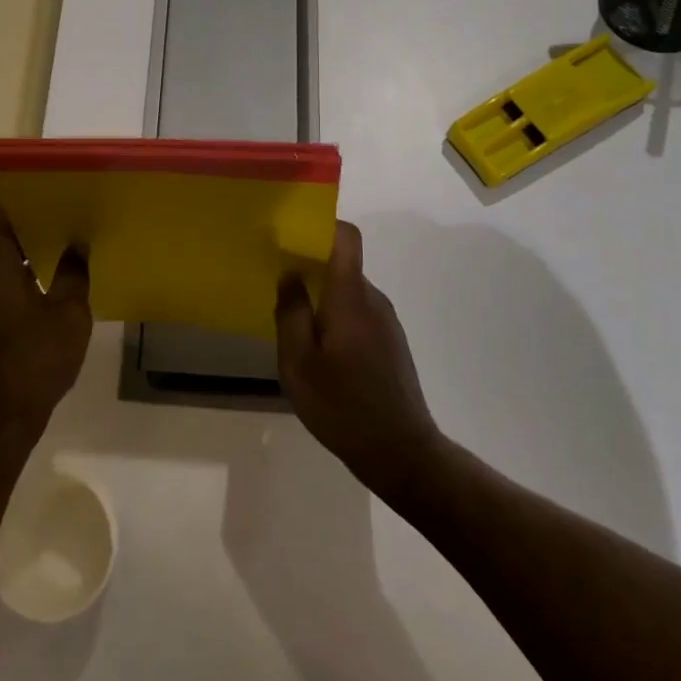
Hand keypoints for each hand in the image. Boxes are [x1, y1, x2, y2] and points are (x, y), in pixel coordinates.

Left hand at [0, 196, 91, 445]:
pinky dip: (19, 277)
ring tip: (65, 249)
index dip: (13, 197)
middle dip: (28, 223)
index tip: (45, 195)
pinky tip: (51, 288)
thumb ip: (73, 275)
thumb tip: (78, 246)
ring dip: (25, 253)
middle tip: (67, 218)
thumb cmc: (32, 362)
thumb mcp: (68, 316)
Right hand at [276, 221, 442, 495]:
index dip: (322, 226)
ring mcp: (386, 322)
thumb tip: (289, 274)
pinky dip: (336, 318)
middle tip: (278, 286)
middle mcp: (374, 300)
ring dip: (322, 299)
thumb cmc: (343, 406)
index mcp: (351, 297)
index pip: (346, 237)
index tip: (291, 235)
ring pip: (348, 293)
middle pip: (343, 265)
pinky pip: (358, 314)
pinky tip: (320, 352)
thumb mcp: (299, 363)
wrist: (402, 453)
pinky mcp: (391, 343)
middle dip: (310, 268)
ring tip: (294, 325)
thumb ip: (291, 313)